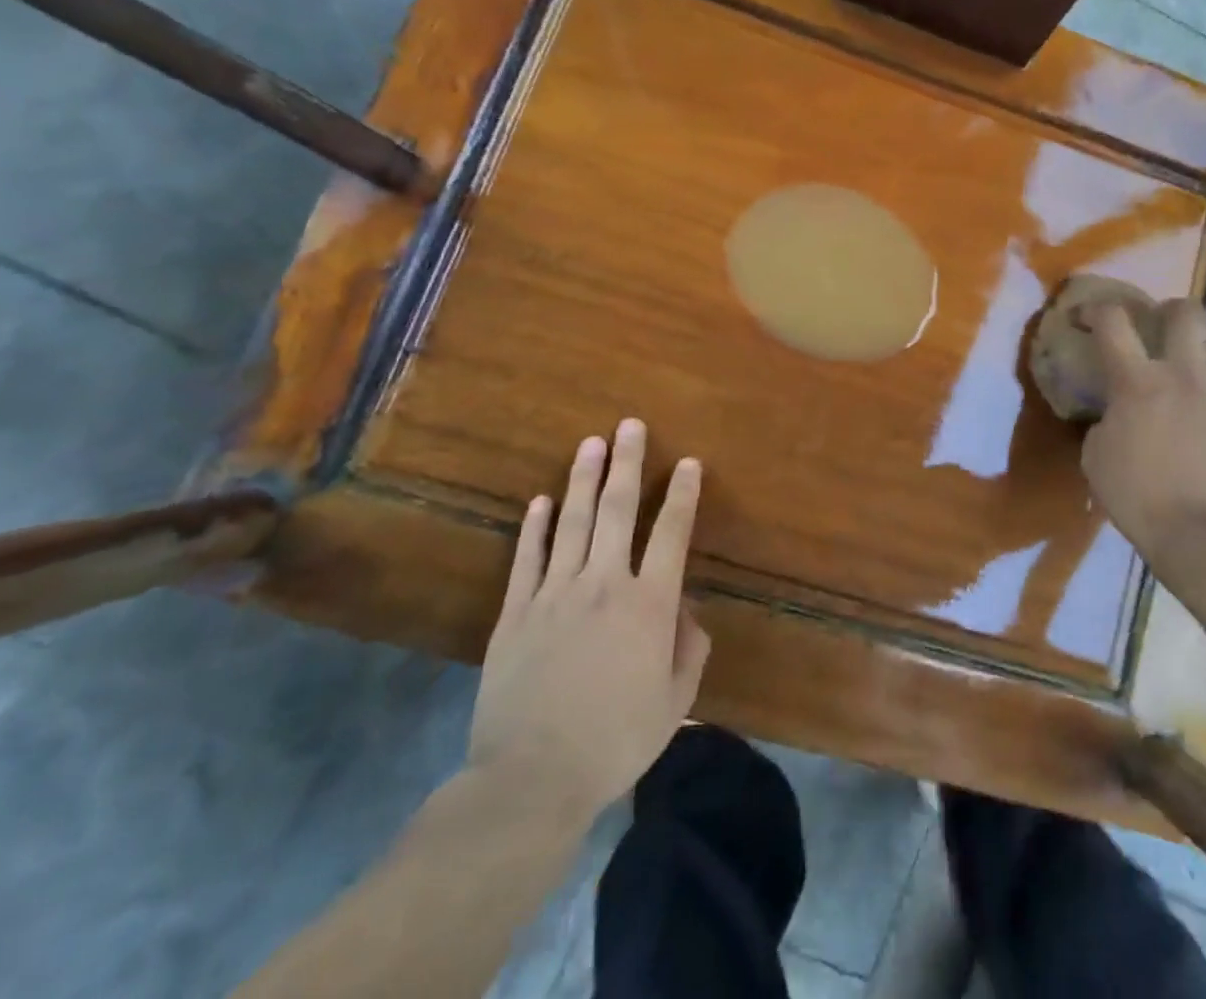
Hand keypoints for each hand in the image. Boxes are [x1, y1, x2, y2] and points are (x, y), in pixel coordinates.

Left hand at [468, 419, 710, 816]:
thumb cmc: (615, 741)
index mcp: (650, 604)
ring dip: (584, 479)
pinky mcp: (516, 612)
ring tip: (591, 443)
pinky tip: (540, 500)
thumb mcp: (674, 701)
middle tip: (631, 425)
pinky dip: (535, 526)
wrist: (531, 778)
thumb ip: (689, 648)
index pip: (672, 533)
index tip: (689, 464)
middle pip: (619, 510)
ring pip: (574, 521)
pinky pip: (528, 557)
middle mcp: (605, 583)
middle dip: (628, 463)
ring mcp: (555, 593)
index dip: (683, 495)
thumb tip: (685, 610)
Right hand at [1080, 300, 1205, 561]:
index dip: (1098, 309)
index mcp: (1137, 382)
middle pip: (1187, 315)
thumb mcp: (1096, 455)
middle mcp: (1184, 376)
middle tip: (1168, 322)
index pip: (1113, 323)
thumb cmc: (1135, 496)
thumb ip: (1106, 422)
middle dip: (1174, 310)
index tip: (1090, 314)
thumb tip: (1118, 414)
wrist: (1197, 533)